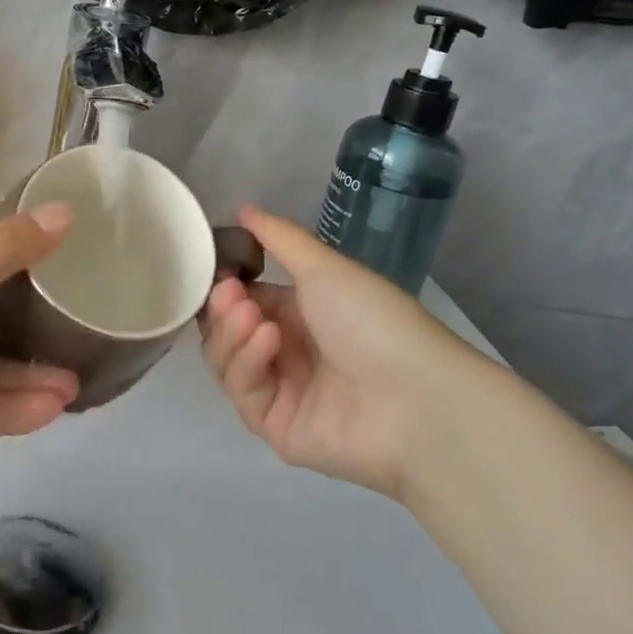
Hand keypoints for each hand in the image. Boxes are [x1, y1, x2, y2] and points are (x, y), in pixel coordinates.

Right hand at [200, 205, 489, 502]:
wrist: (416, 397)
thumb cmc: (373, 320)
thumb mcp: (325, 267)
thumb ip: (278, 237)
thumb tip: (242, 205)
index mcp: (299, 313)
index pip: (242, 299)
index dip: (224, 284)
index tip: (216, 268)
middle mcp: (286, 351)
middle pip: (226, 330)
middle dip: (223, 308)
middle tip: (230, 293)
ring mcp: (280, 391)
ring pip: (226, 360)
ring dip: (231, 332)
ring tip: (252, 317)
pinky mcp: (275, 427)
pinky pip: (242, 391)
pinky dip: (247, 362)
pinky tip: (268, 342)